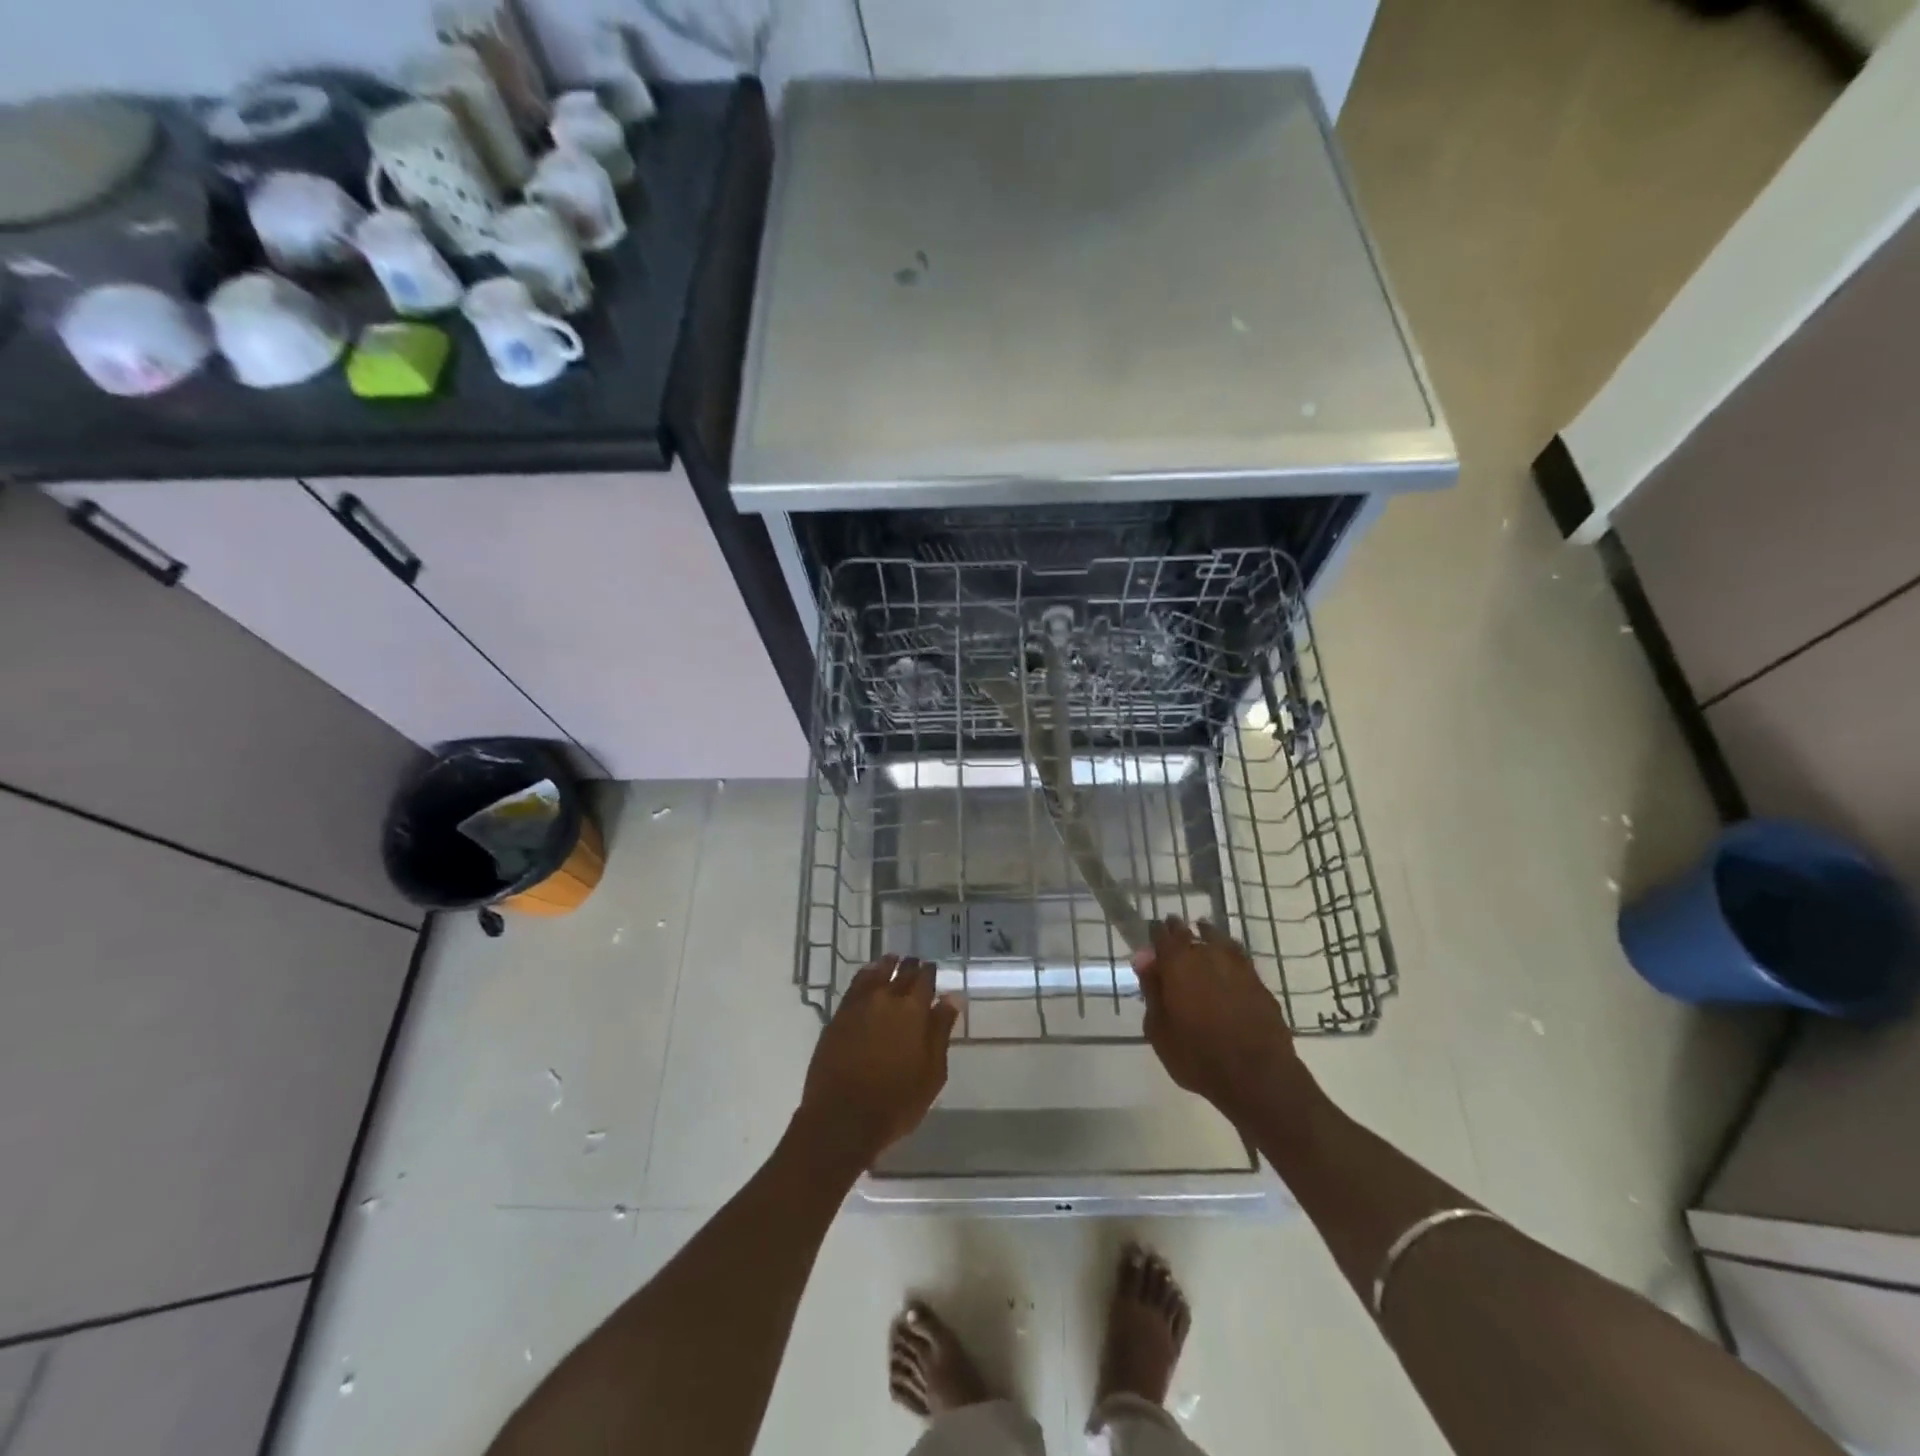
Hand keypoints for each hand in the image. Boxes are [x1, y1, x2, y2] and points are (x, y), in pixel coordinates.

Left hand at [794, 956, 958, 1174]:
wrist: (842, 1119)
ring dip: (886, 965)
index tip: (933, 969)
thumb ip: (941, 1030)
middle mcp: (885, 999)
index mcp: (913, 1011)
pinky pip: (854, 986)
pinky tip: (868, 978)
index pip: (925, 979)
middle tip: (915, 963)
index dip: (930, 972)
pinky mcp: (838, 1017)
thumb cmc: (896, 1102)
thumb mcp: (931, 1072)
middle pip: (900, 972)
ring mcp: (858, 1006)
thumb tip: (953, 997)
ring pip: (875, 974)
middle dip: (910, 966)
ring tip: (892, 961)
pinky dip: (865, 976)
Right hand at [1136, 917, 1310, 1121]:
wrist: (1257, 1076)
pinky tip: (1227, 964)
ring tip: (1203, 937)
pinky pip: (1238, 958)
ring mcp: (1237, 966)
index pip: (1162, 936)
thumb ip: (1151, 990)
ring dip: (1207, 937)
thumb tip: (1144, 958)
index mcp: (1177, 963)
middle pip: (1190, 933)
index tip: (1152, 938)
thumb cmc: (1197, 1056)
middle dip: (1179, 931)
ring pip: (1218, 940)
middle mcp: (1207, 955)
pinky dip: (1229, 956)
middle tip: (1173, 935)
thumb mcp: (1159, 1029)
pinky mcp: (1259, 982)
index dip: (1156, 934)